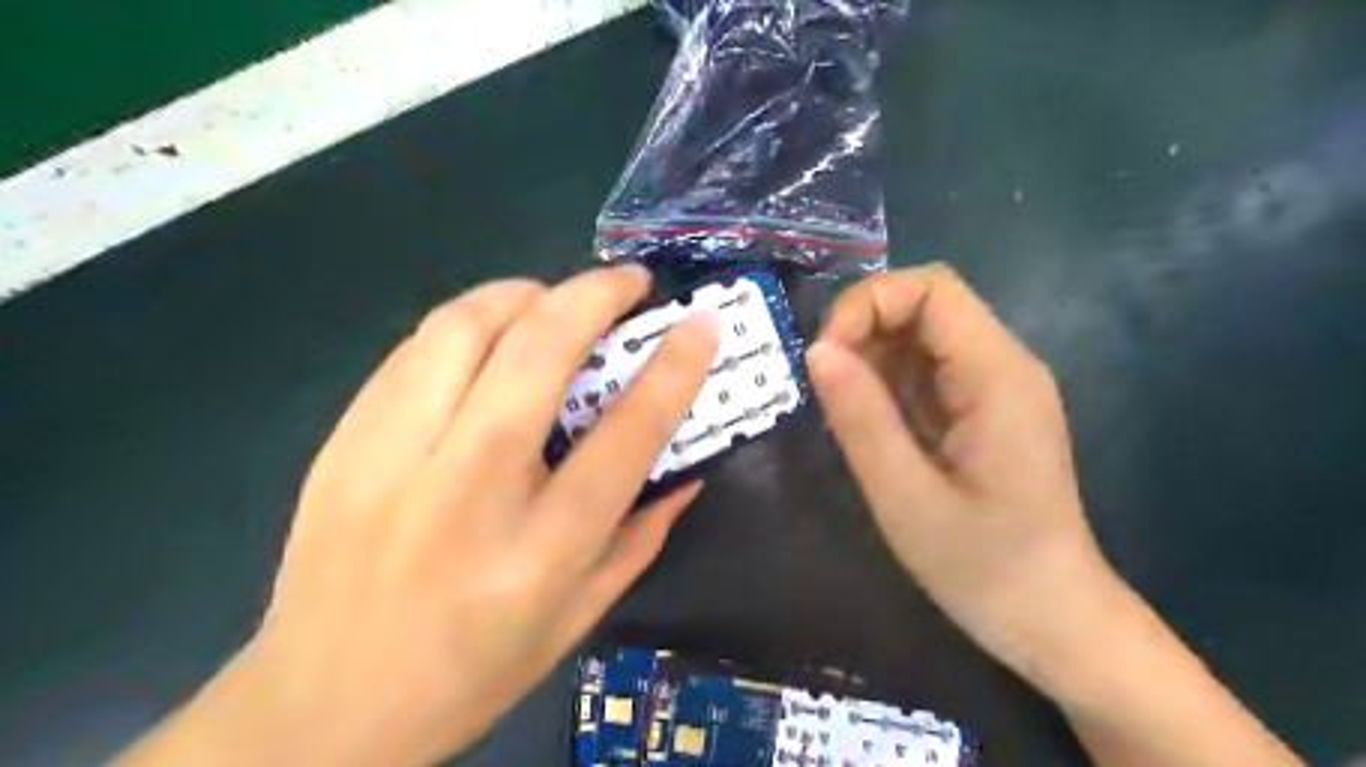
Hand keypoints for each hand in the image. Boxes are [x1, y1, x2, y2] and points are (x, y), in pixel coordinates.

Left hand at [116, 267, 719, 766]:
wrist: (323, 706)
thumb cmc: (471, 671)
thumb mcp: (579, 617)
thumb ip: (641, 536)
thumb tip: (686, 471)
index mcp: (541, 548)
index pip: (625, 433)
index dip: (672, 368)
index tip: (700, 324)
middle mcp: (469, 489)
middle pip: (538, 351)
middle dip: (594, 295)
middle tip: (628, 282)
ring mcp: (393, 457)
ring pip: (465, 327)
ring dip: (525, 294)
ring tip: (555, 299)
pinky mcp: (345, 441)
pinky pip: (415, 349)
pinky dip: (468, 322)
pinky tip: (490, 335)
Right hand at [801, 264, 1113, 682]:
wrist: (1050, 617)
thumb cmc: (981, 566)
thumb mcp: (905, 498)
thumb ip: (861, 419)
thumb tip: (817, 350)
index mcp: (998, 376)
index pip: (933, 289)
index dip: (868, 304)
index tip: (825, 356)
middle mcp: (1004, 364)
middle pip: (927, 301)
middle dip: (864, 324)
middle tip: (825, 379)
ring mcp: (995, 384)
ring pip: (922, 331)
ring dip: (871, 351)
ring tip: (841, 404)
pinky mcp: (982, 406)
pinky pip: (926, 366)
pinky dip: (886, 376)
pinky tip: (868, 417)